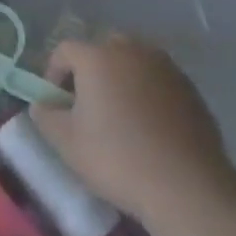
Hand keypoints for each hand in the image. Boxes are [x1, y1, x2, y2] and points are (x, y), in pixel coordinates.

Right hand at [29, 34, 230, 220]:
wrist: (187, 186)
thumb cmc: (117, 158)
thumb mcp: (66, 142)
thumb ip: (45, 115)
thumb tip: (44, 104)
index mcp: (98, 57)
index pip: (65, 51)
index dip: (53, 73)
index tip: (56, 104)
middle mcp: (133, 51)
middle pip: (102, 49)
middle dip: (89, 71)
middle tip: (87, 104)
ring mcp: (166, 67)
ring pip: (133, 62)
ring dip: (120, 79)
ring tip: (119, 115)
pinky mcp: (191, 88)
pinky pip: (157, 80)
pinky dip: (147, 93)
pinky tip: (148, 126)